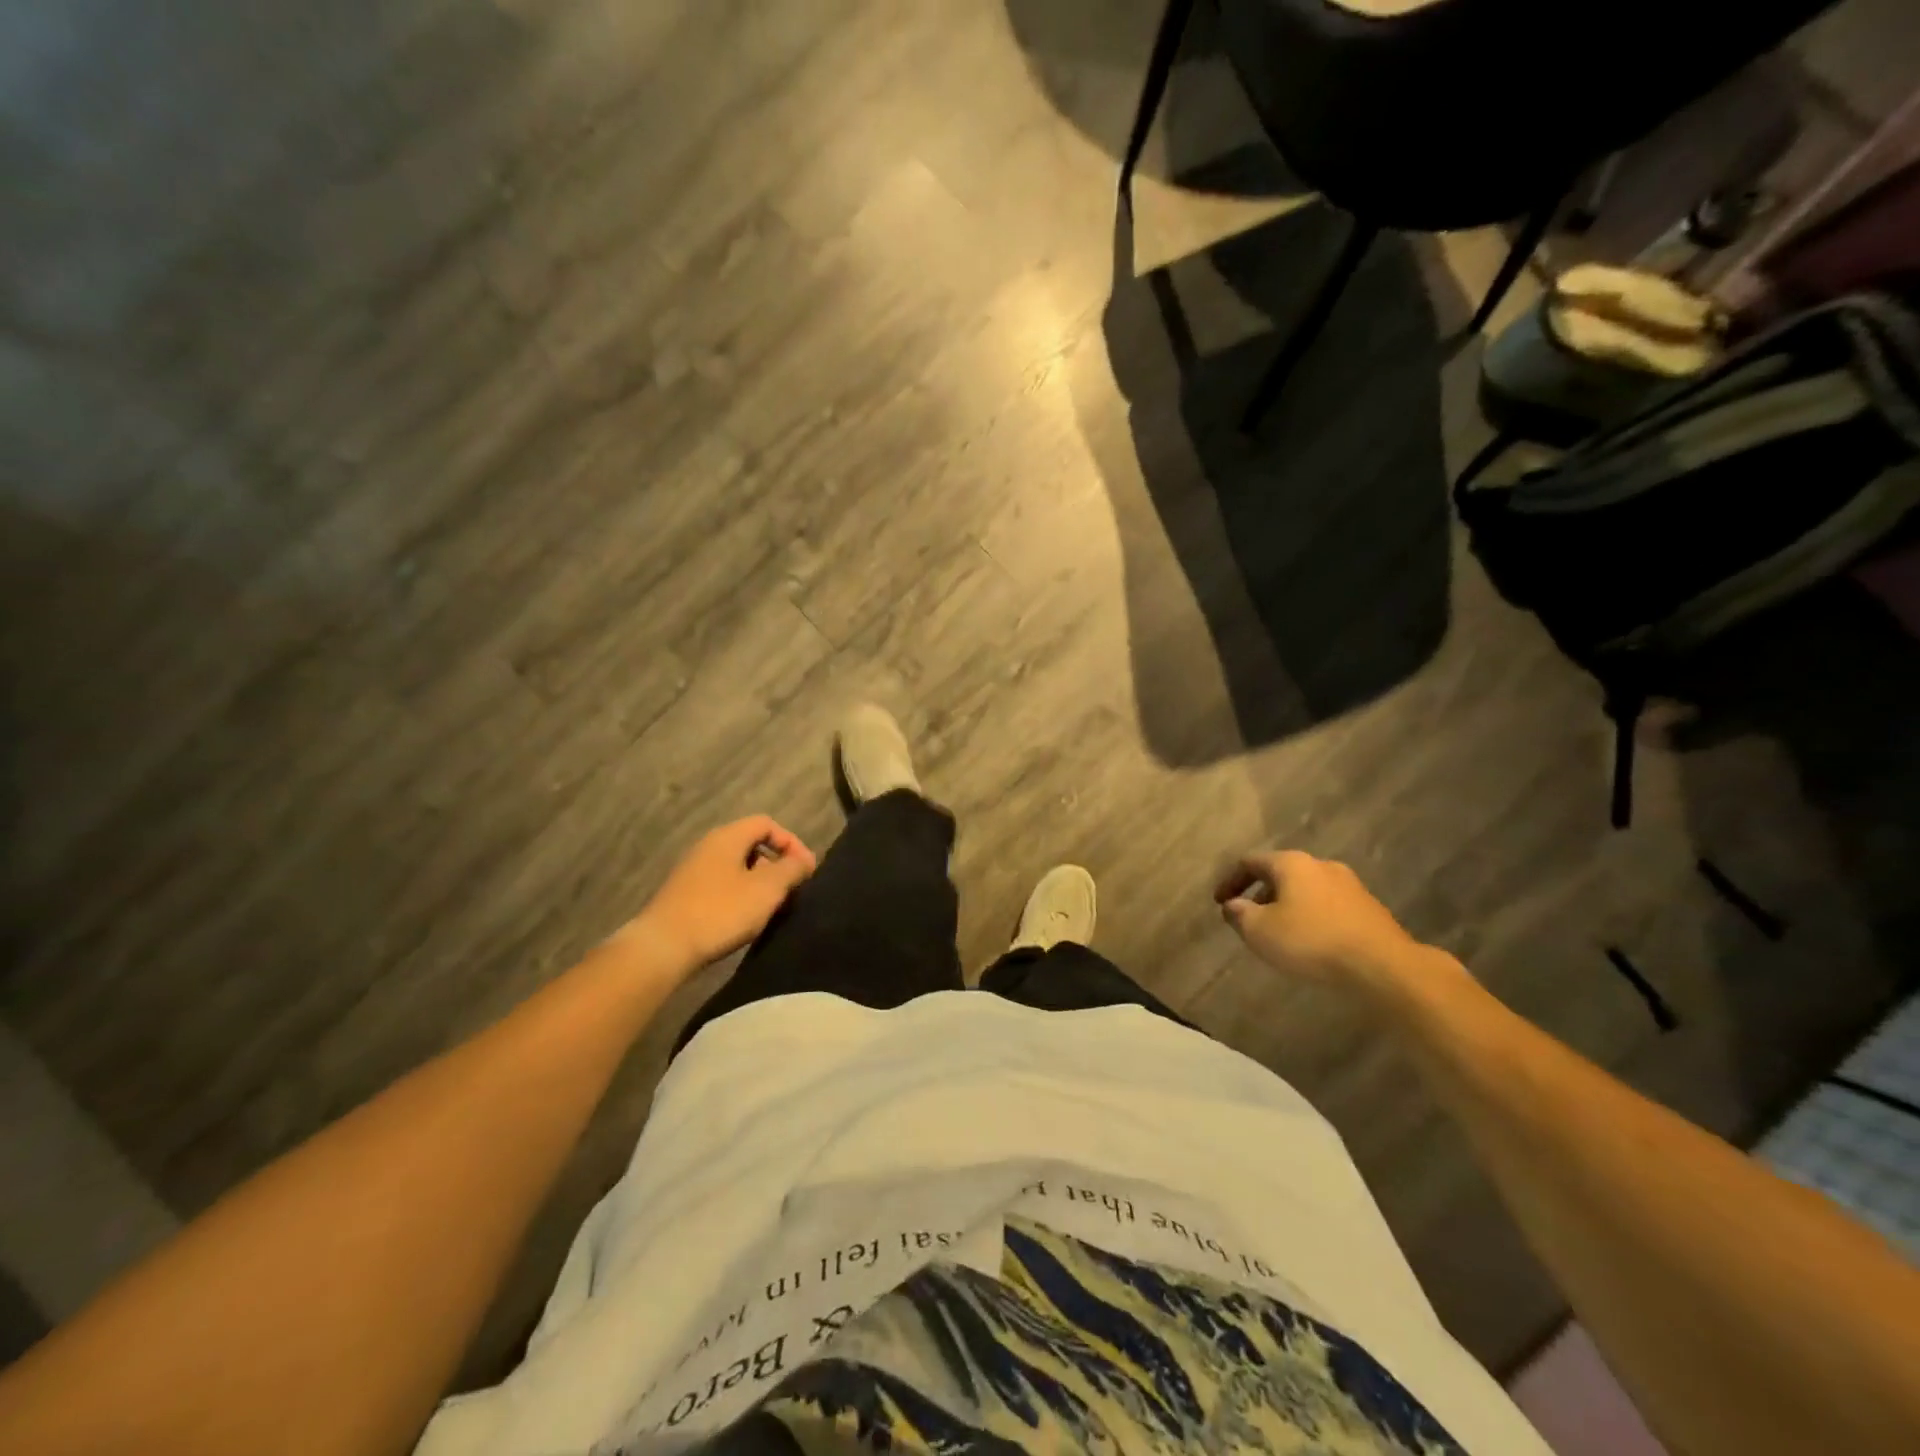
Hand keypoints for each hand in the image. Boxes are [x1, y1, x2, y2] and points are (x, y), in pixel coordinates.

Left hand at [633, 816, 817, 968]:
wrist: (663, 948)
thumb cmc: (721, 911)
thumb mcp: (767, 889)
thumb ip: (791, 869)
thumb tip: (804, 859)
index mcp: (727, 837)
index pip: (766, 824)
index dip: (791, 842)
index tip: (806, 870)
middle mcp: (708, 846)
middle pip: (751, 844)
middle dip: (776, 864)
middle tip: (791, 888)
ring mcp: (692, 871)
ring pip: (736, 867)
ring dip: (758, 882)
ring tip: (771, 907)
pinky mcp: (683, 895)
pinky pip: (721, 885)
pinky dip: (739, 895)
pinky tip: (744, 919)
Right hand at [1214, 849, 1421, 989]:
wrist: (1383, 966)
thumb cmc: (1311, 941)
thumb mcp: (1260, 931)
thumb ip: (1239, 914)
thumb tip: (1232, 905)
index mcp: (1291, 863)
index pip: (1250, 862)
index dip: (1230, 881)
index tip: (1219, 903)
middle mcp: (1321, 865)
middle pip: (1280, 873)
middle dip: (1260, 894)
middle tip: (1249, 918)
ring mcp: (1349, 885)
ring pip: (1306, 889)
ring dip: (1287, 906)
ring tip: (1279, 933)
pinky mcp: (1369, 908)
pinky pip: (1328, 906)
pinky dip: (1311, 917)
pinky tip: (1311, 941)